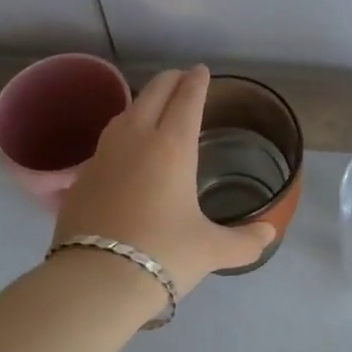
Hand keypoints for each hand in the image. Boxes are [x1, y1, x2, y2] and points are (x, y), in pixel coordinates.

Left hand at [53, 65, 275, 292]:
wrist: (95, 280)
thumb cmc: (164, 255)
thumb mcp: (212, 250)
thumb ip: (244, 241)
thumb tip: (269, 234)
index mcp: (173, 147)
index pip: (187, 99)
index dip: (197, 82)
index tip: (201, 70)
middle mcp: (137, 139)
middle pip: (154, 93)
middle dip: (170, 80)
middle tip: (182, 78)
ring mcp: (104, 154)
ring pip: (126, 112)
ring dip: (143, 101)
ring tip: (153, 107)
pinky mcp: (82, 176)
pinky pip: (107, 140)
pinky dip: (122, 132)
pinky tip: (125, 149)